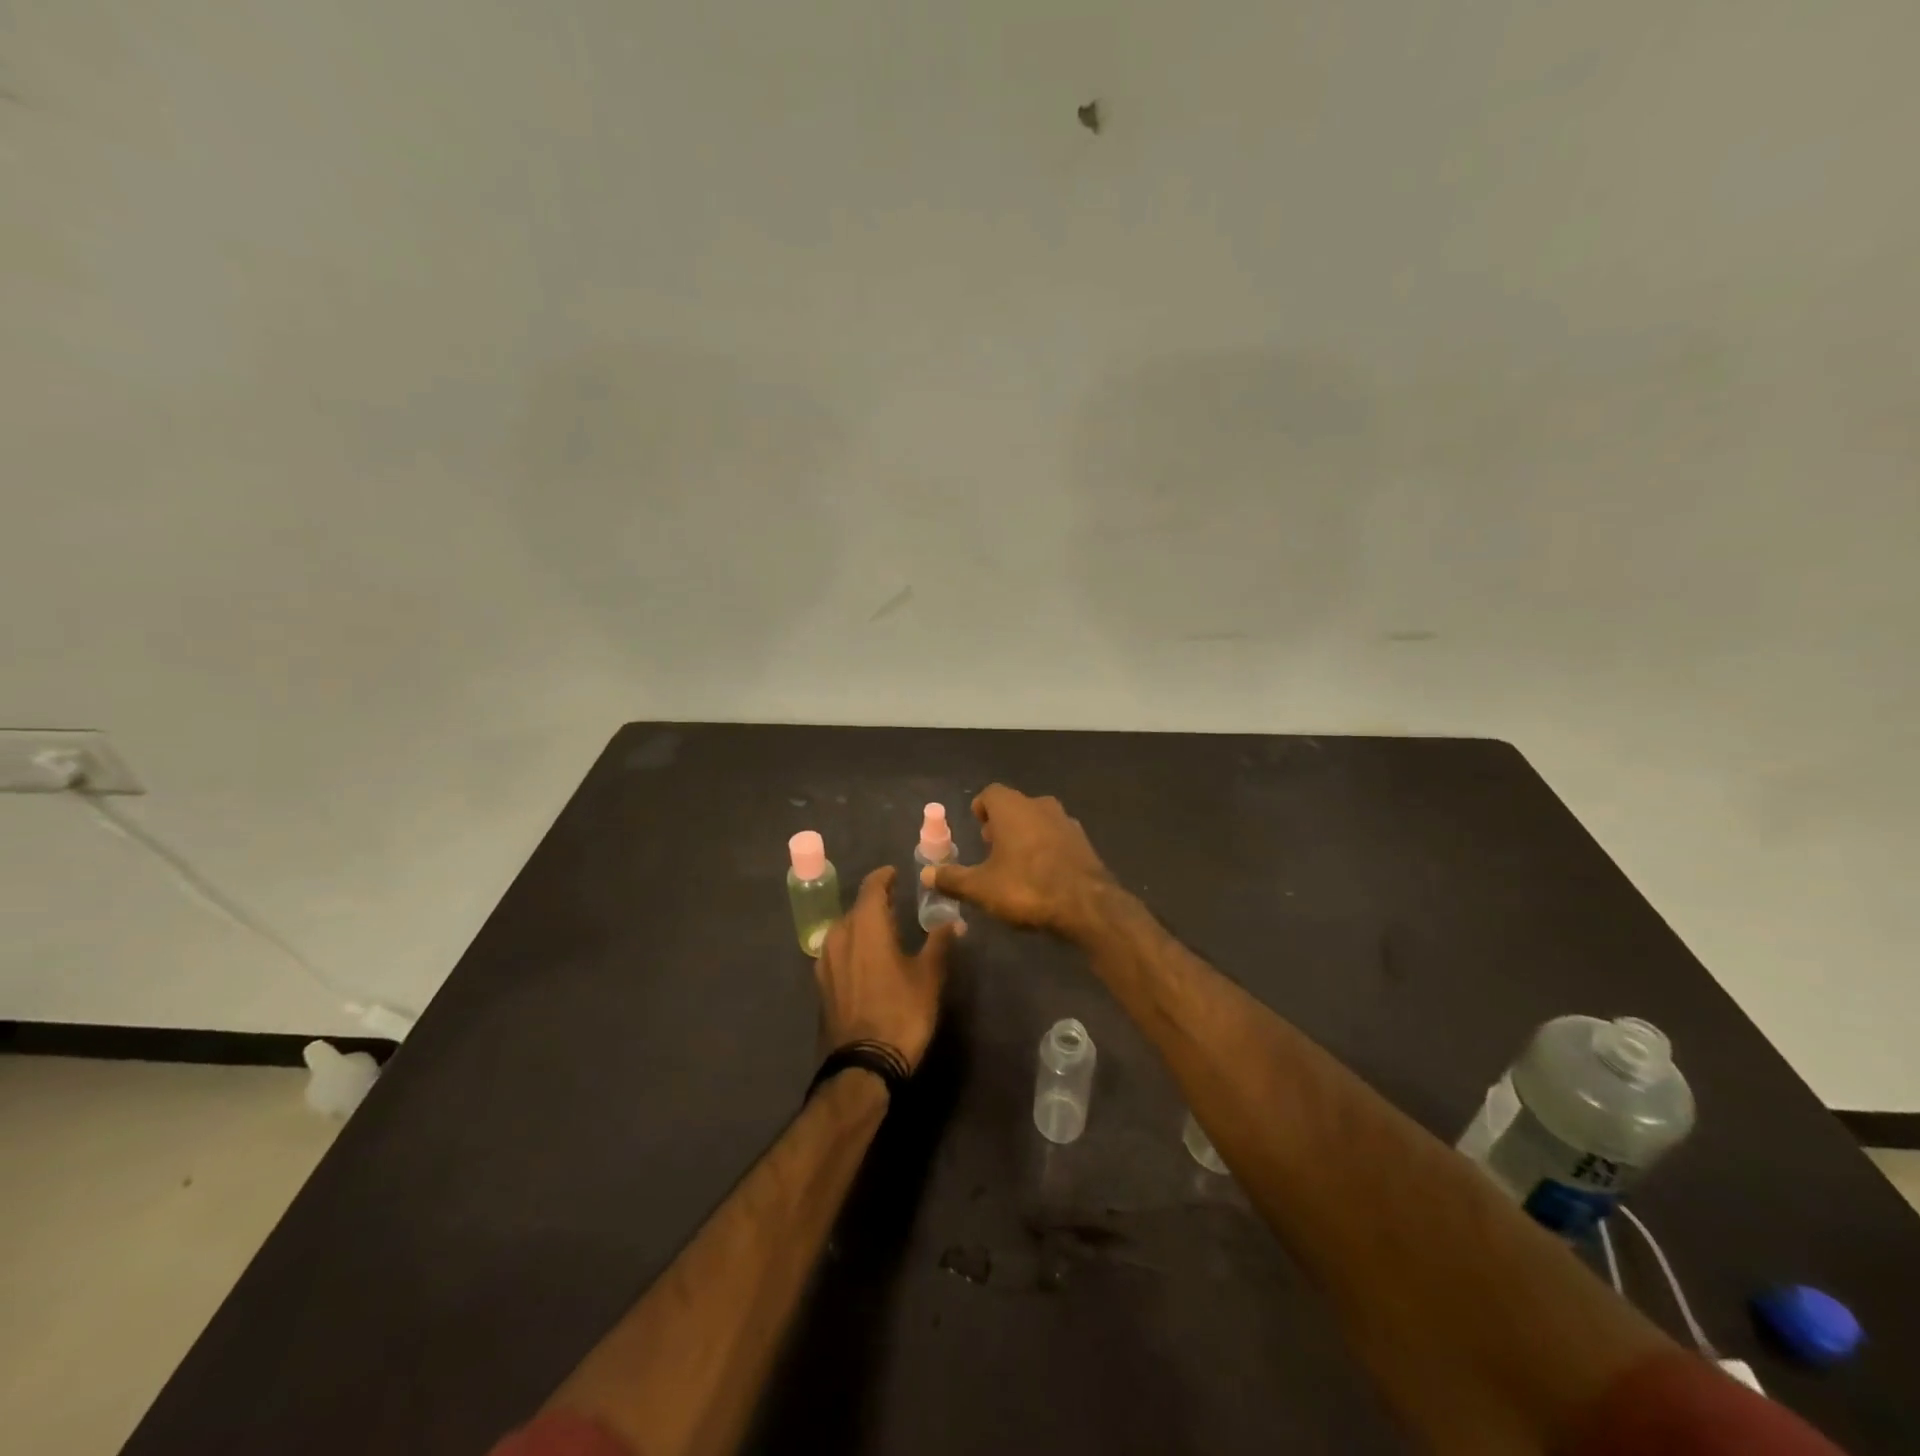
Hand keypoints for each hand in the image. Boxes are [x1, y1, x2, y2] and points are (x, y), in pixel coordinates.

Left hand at [815, 866, 955, 1072]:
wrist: (863, 1065)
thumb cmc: (901, 1013)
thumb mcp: (929, 976)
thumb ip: (939, 942)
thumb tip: (952, 921)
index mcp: (866, 925)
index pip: (872, 887)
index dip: (885, 877)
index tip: (896, 874)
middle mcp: (840, 935)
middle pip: (857, 908)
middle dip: (876, 903)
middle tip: (898, 903)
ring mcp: (825, 960)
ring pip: (845, 929)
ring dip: (863, 924)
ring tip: (885, 930)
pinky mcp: (821, 983)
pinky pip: (838, 951)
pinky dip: (853, 946)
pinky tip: (869, 958)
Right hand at [919, 785, 1114, 941]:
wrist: (1088, 906)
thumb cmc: (1027, 888)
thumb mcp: (981, 888)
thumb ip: (952, 879)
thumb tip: (926, 875)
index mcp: (1012, 808)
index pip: (991, 793)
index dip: (980, 808)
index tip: (976, 826)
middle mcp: (1040, 806)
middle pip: (1015, 806)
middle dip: (1002, 823)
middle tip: (991, 847)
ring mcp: (1066, 822)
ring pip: (1038, 820)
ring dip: (1025, 835)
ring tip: (1015, 863)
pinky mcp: (1084, 842)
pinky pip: (1057, 838)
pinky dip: (1046, 848)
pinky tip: (1042, 875)